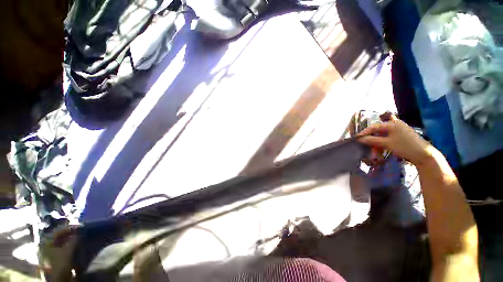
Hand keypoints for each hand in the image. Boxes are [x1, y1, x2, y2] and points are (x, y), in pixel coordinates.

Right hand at [357, 115, 436, 165]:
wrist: (424, 155)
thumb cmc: (405, 147)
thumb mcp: (387, 143)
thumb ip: (372, 140)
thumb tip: (360, 139)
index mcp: (392, 124)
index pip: (374, 127)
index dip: (364, 133)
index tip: (357, 139)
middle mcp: (394, 125)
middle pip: (378, 131)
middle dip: (372, 140)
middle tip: (367, 147)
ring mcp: (398, 130)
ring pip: (382, 136)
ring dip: (377, 145)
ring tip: (375, 153)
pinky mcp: (401, 136)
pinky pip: (388, 139)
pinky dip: (383, 145)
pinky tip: (382, 151)